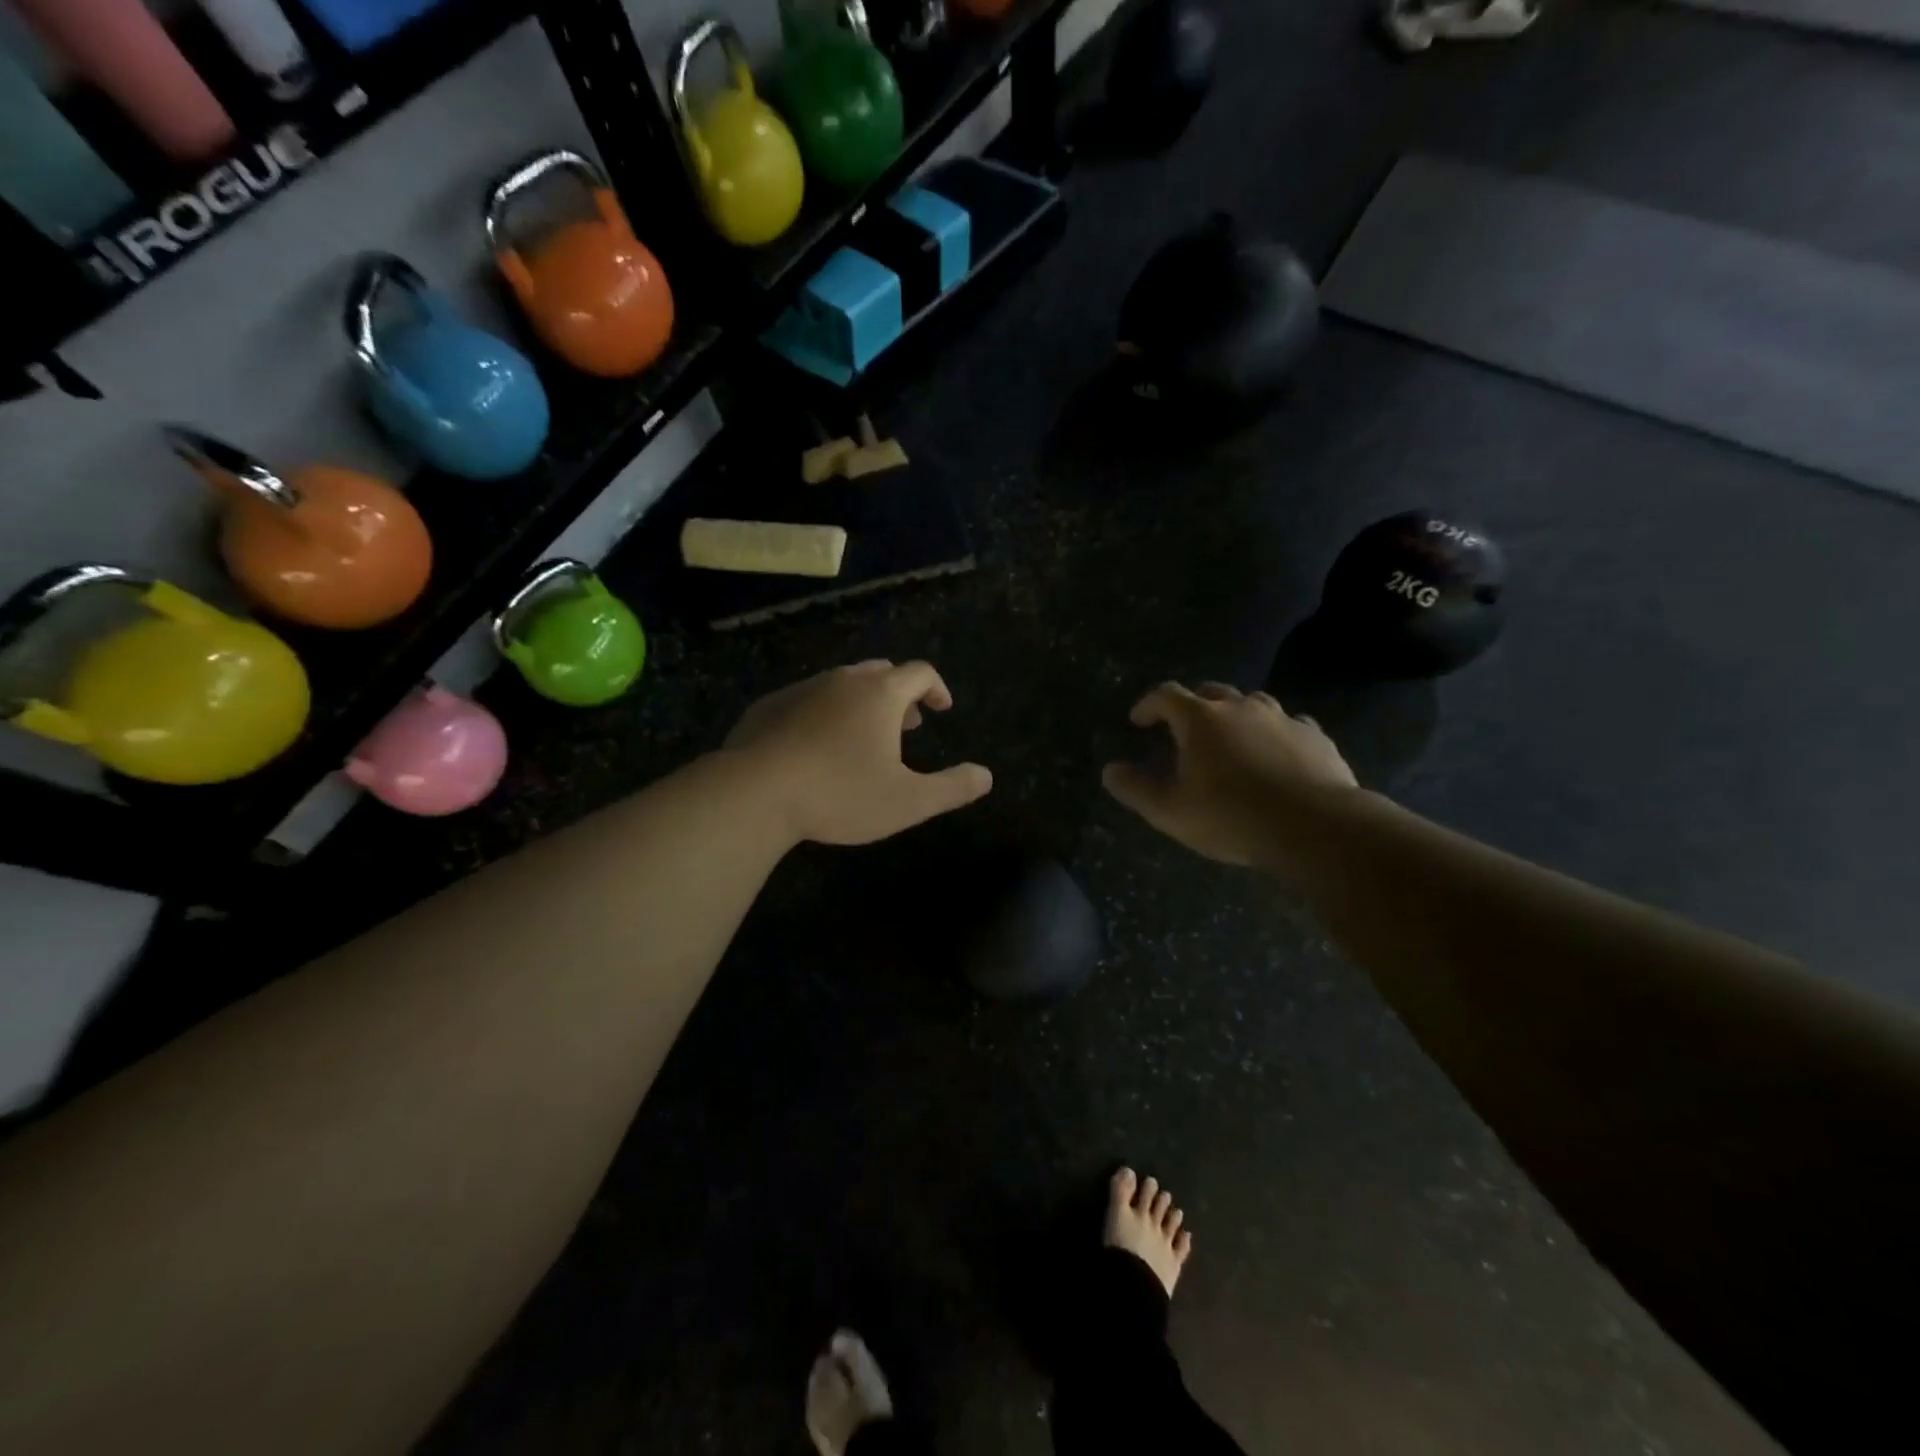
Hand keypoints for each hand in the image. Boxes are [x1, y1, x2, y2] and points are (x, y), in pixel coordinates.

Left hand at [725, 660, 992, 845]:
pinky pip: (807, 700)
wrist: (754, 792)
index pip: (920, 673)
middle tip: (907, 724)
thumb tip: (986, 776)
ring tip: (863, 737)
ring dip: (861, 703)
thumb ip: (952, 788)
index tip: (942, 709)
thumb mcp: (908, 801)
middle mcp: (843, 680)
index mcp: (881, 694)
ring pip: (842, 684)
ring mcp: (802, 689)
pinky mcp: (769, 706)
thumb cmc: (840, 794)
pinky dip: (824, 713)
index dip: (936, 688)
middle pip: (881, 672)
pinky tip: (816, 745)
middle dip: (900, 695)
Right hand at [1102, 682, 1356, 867]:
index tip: (1139, 721)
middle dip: (1192, 706)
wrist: (1315, 827)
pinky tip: (1277, 754)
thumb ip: (1135, 789)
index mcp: (1200, 720)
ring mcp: (1282, 718)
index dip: (1148, 705)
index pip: (1165, 695)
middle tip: (1184, 728)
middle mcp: (1241, 708)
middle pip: (1211, 692)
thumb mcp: (1170, 811)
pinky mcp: (1315, 737)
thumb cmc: (1231, 817)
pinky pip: (1290, 725)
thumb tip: (1109, 771)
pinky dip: (1275, 733)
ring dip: (1236, 715)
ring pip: (1253, 703)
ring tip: (1232, 739)